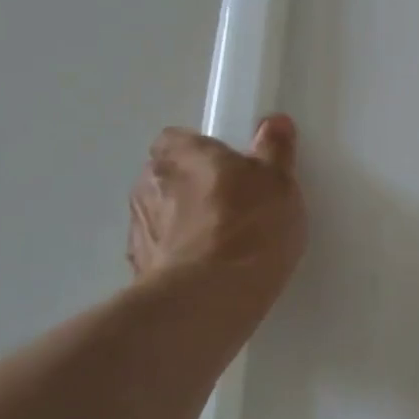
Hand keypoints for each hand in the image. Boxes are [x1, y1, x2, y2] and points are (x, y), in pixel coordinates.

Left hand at [127, 116, 307, 327]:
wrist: (211, 295)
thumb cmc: (249, 224)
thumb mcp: (279, 180)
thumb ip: (274, 149)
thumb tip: (273, 123)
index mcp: (180, 154)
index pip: (177, 139)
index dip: (202, 149)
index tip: (232, 165)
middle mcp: (149, 184)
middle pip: (168, 176)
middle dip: (193, 186)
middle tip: (234, 201)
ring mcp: (139, 229)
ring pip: (161, 214)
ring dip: (183, 222)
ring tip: (224, 242)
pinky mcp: (138, 269)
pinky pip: (162, 251)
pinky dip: (180, 255)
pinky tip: (210, 269)